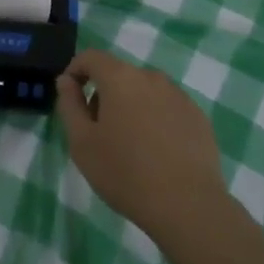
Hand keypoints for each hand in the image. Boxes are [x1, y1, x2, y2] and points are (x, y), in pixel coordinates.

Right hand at [56, 49, 228, 244]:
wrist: (187, 206)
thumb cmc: (125, 173)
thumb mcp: (82, 143)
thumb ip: (69, 105)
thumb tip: (66, 81)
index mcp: (120, 78)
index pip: (91, 57)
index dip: (75, 70)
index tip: (70, 97)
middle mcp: (151, 77)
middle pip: (119, 75)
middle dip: (103, 95)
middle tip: (98, 132)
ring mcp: (179, 95)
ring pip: (144, 92)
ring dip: (130, 107)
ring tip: (130, 146)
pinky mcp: (197, 116)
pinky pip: (167, 108)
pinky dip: (155, 120)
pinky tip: (157, 153)